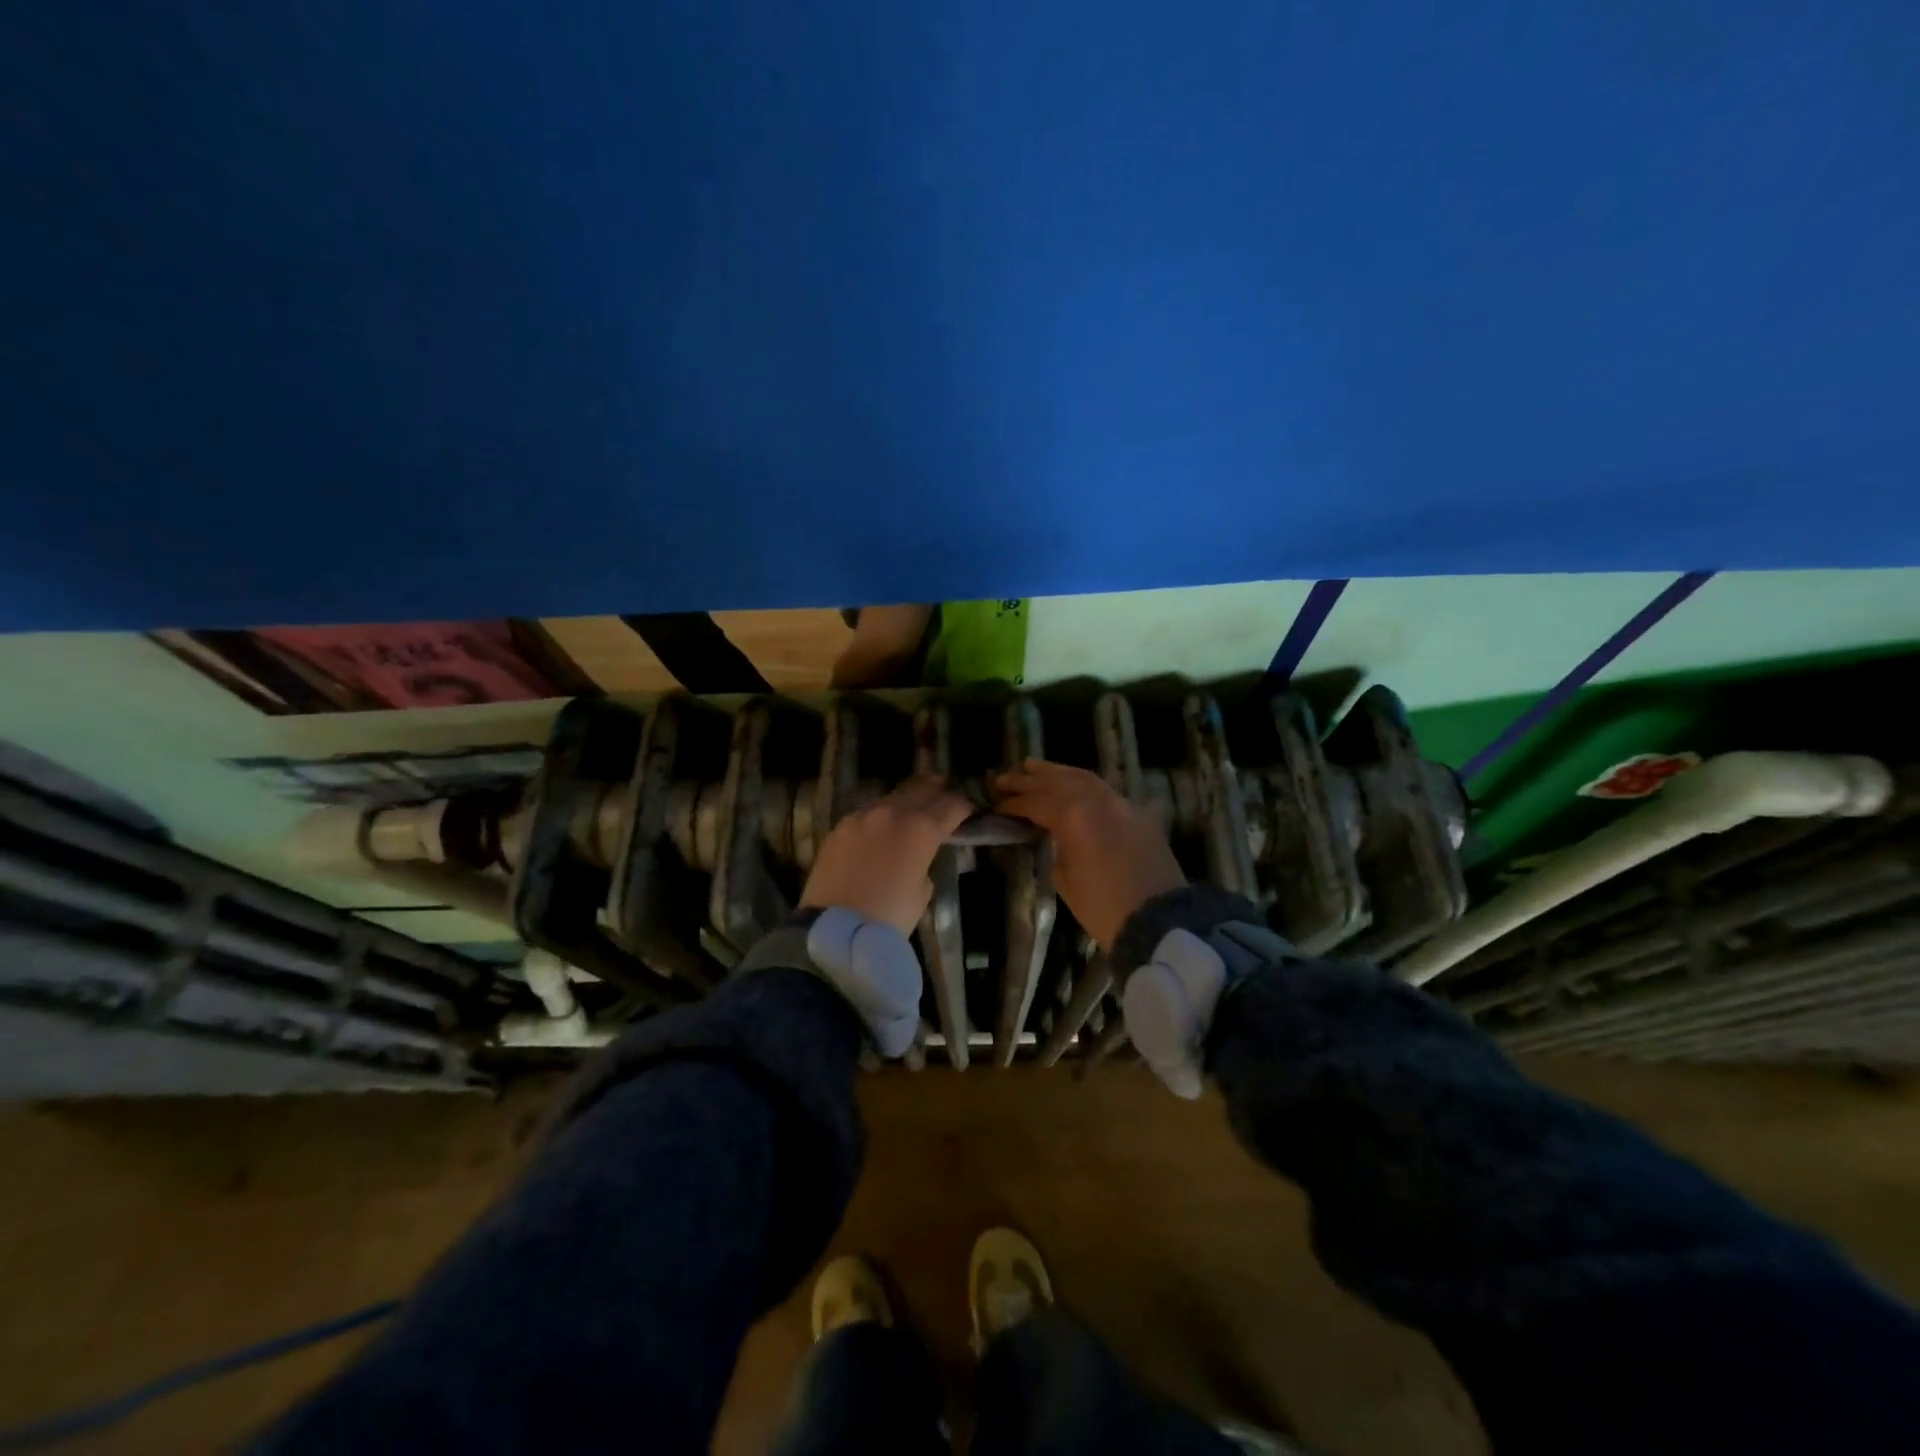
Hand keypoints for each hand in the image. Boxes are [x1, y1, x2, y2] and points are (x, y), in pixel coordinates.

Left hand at [801, 776, 974, 934]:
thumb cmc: (889, 917)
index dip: (964, 807)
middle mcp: (893, 812)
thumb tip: (917, 856)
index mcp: (921, 829)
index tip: (969, 811)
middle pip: (921, 788)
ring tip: (914, 805)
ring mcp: (862, 816)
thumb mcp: (923, 892)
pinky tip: (881, 827)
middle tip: (945, 791)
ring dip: (907, 799)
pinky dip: (880, 815)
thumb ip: (925, 864)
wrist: (834, 930)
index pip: (951, 805)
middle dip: (937, 789)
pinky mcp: (839, 827)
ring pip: (892, 796)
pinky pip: (867, 813)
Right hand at [992, 759, 1184, 948]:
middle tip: (1005, 778)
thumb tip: (1050, 833)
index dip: (1013, 803)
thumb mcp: (1064, 879)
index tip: (996, 804)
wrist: (1157, 921)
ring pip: (1084, 778)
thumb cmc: (1102, 907)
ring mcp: (1121, 803)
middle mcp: (1097, 800)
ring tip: (1033, 766)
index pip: (1035, 802)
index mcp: (1073, 816)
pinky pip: (1105, 790)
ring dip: (1056, 772)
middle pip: (1058, 781)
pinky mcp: (1138, 814)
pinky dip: (1083, 783)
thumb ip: (1054, 845)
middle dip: (1029, 779)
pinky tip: (1072, 784)